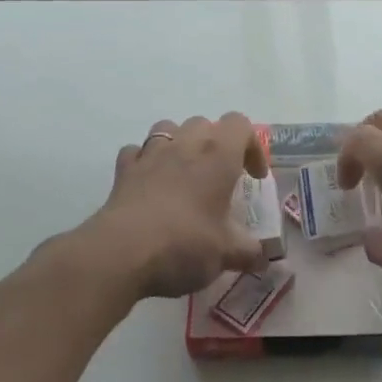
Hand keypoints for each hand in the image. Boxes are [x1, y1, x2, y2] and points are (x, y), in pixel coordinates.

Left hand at [88, 113, 271, 299]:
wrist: (121, 253)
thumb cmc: (184, 244)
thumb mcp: (226, 254)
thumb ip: (249, 252)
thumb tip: (261, 258)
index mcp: (218, 156)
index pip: (241, 125)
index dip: (252, 147)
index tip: (253, 178)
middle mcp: (186, 144)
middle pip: (205, 123)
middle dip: (215, 143)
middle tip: (219, 177)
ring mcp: (151, 154)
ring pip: (168, 128)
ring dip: (180, 143)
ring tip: (184, 172)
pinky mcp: (123, 170)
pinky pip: (136, 151)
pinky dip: (145, 161)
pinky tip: (149, 183)